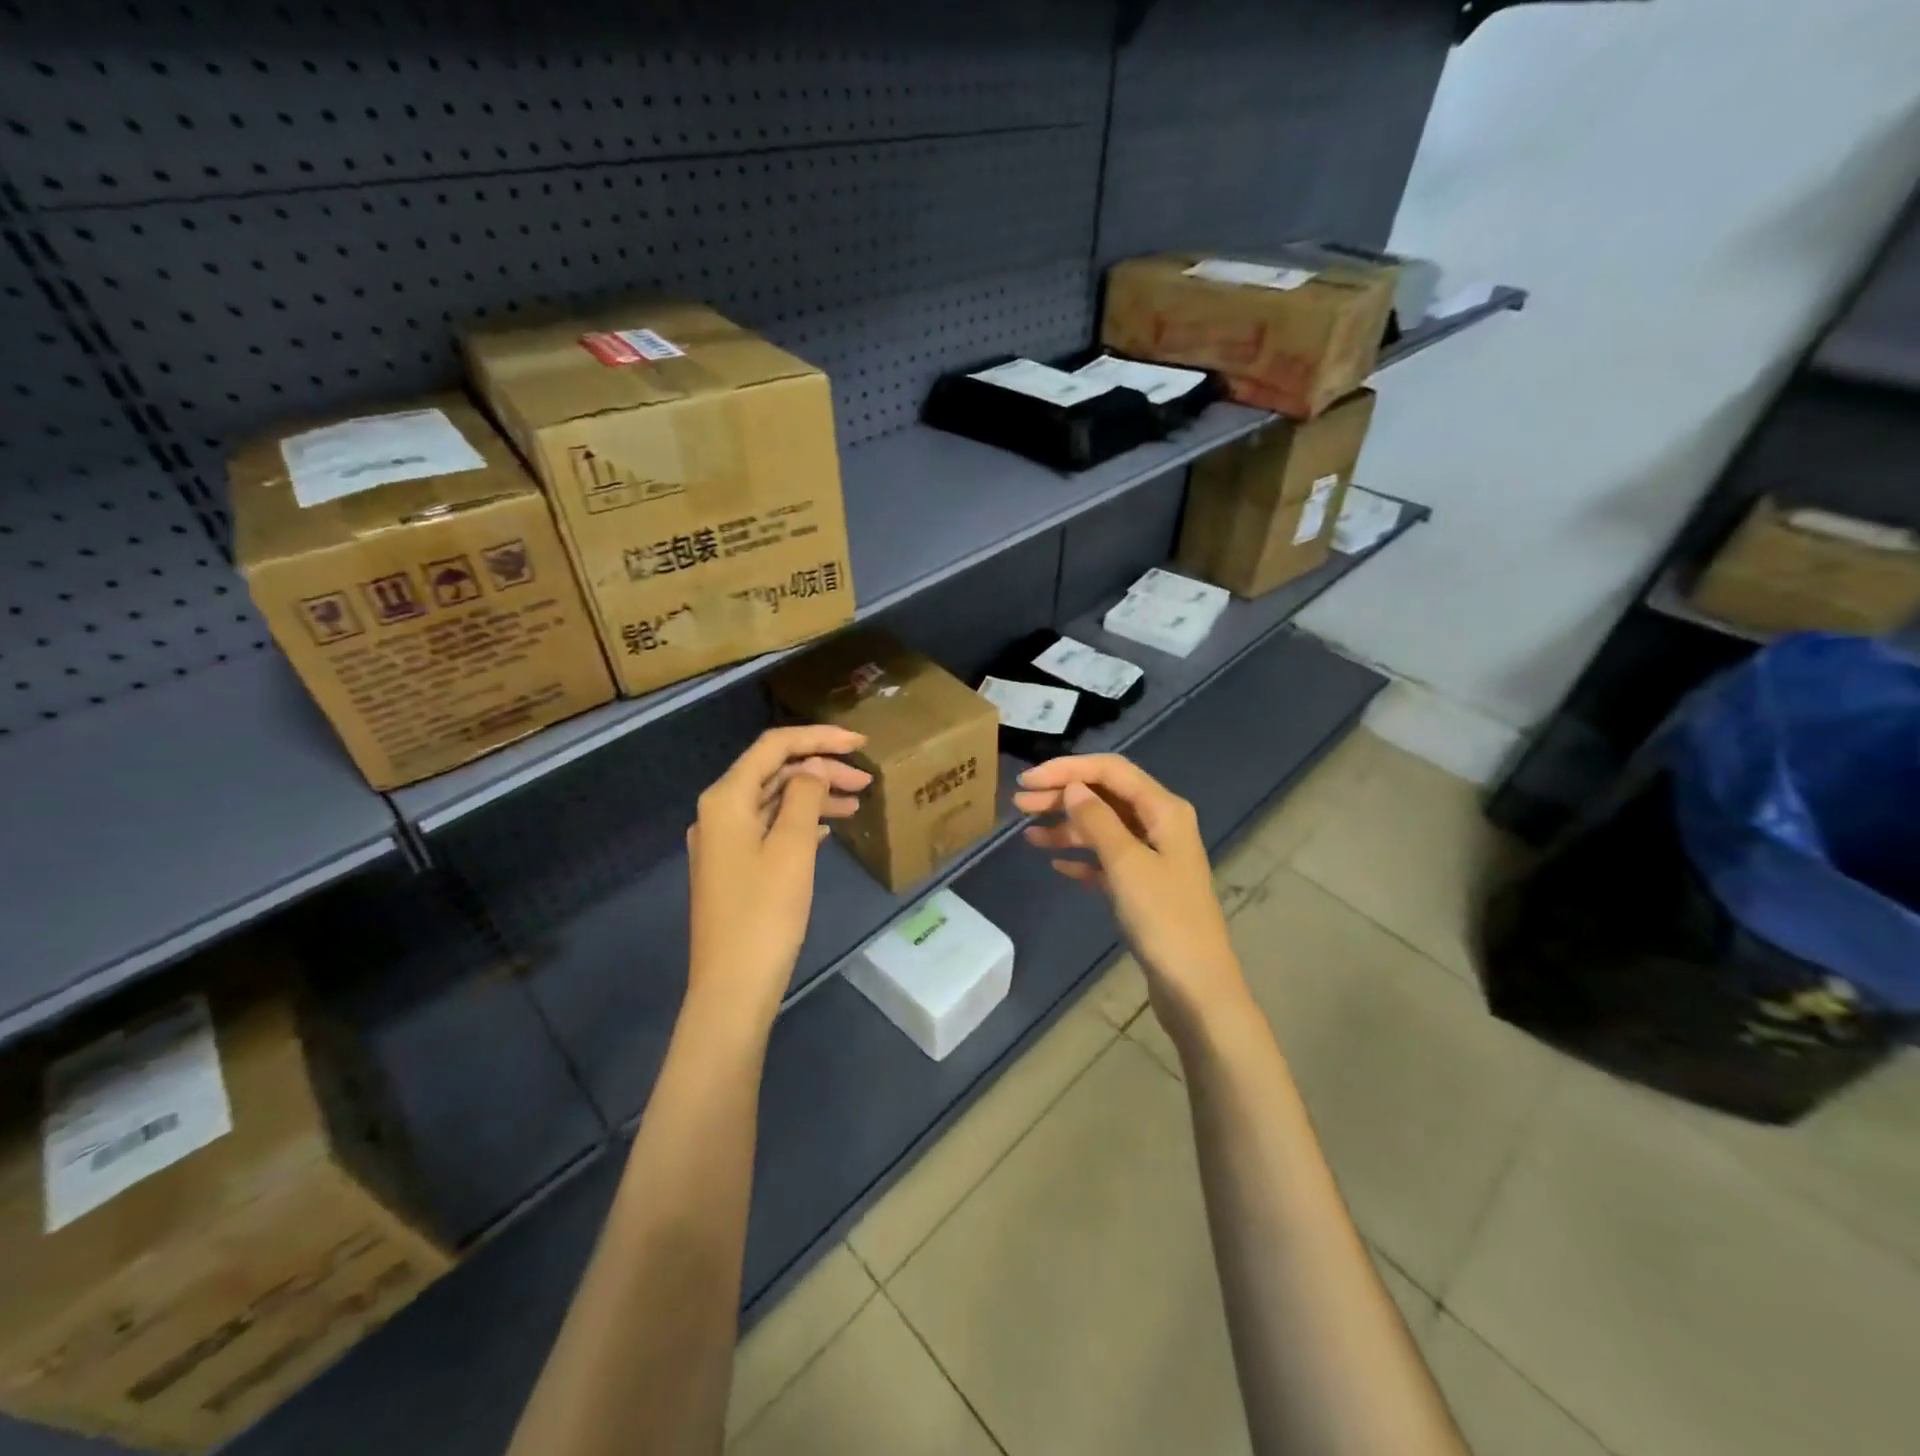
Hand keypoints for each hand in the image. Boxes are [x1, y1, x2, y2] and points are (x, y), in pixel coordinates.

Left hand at [687, 726, 870, 1028]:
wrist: (733, 988)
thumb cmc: (766, 914)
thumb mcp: (793, 848)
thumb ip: (805, 796)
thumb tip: (813, 768)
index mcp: (726, 799)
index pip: (774, 747)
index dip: (820, 738)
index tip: (862, 744)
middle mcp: (718, 812)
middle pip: (774, 772)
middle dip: (821, 769)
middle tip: (866, 781)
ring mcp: (723, 842)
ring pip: (774, 801)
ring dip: (814, 796)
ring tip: (856, 804)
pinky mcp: (732, 867)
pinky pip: (769, 828)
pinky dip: (801, 822)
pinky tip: (829, 830)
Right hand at [1015, 754, 1248, 1036]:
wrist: (1195, 987)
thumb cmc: (1163, 918)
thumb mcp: (1126, 863)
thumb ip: (1097, 820)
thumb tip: (1074, 788)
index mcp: (1164, 809)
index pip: (1111, 770)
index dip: (1068, 769)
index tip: (1028, 781)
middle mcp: (1161, 824)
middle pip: (1106, 796)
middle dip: (1062, 796)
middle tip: (1019, 806)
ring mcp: (1153, 856)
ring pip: (1104, 828)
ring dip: (1067, 827)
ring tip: (1028, 836)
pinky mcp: (1144, 886)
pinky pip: (1107, 859)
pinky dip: (1082, 857)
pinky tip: (1056, 864)